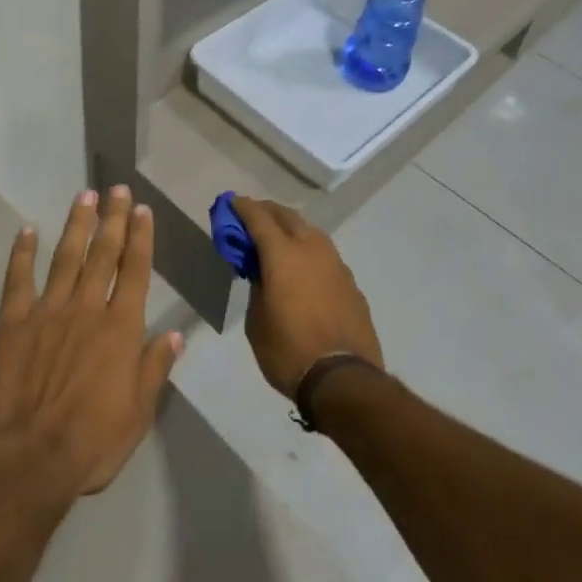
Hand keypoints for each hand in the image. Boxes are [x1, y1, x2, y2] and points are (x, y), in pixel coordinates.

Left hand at [0, 186, 183, 507]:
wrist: (27, 461)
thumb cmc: (91, 443)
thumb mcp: (138, 413)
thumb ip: (155, 368)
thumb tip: (175, 333)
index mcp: (120, 328)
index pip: (135, 271)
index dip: (140, 238)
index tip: (142, 210)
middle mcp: (86, 309)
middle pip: (103, 254)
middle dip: (113, 219)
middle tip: (117, 188)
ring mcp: (47, 311)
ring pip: (66, 257)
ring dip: (77, 225)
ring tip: (85, 196)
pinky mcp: (12, 323)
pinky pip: (19, 279)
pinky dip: (23, 253)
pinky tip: (28, 230)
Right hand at [233, 197, 382, 398]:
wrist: (343, 379)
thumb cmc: (288, 351)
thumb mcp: (257, 321)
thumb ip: (256, 287)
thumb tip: (261, 272)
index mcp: (283, 254)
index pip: (258, 218)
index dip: (242, 208)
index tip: (231, 202)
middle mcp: (312, 249)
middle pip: (287, 216)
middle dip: (267, 212)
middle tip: (252, 218)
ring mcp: (336, 264)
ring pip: (310, 232)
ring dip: (291, 229)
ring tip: (277, 240)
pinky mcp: (351, 282)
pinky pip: (324, 255)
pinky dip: (308, 252)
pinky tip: (303, 269)